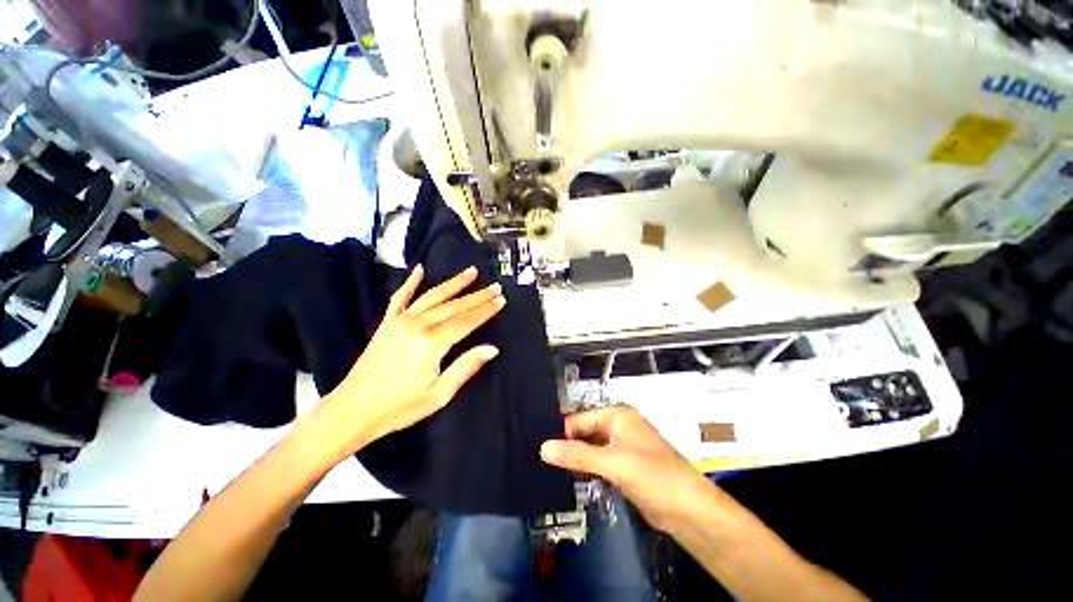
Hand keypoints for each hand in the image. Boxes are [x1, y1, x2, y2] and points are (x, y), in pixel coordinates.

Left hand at [320, 265, 504, 455]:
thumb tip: (492, 349)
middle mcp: (417, 325)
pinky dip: (411, 282)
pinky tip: (419, 269)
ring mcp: (400, 321)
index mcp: (431, 343)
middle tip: (496, 286)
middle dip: (477, 296)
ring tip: (471, 272)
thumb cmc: (399, 407)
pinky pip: (401, 297)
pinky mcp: (387, 323)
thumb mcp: (439, 394)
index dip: (486, 310)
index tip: (501, 300)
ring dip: (454, 283)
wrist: (352, 410)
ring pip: (433, 296)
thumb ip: (466, 367)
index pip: (466, 321)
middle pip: (454, 306)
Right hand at [540, 406, 712, 531]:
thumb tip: (543, 448)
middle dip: (566, 445)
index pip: (580, 419)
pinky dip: (586, 469)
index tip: (539, 446)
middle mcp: (618, 427)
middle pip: (584, 432)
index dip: (561, 432)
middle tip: (539, 459)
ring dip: (575, 458)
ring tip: (547, 469)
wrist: (689, 510)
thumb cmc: (653, 475)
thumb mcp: (613, 463)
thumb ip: (577, 455)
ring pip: (590, 449)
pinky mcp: (624, 467)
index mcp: (617, 416)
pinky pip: (598, 463)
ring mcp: (621, 448)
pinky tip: (568, 478)